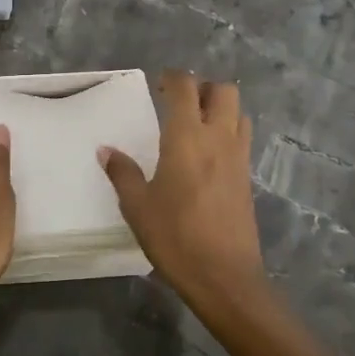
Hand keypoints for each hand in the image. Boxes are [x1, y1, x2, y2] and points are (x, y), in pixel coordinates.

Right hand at [100, 71, 264, 311]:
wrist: (224, 277)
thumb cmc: (175, 237)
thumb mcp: (138, 206)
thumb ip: (123, 173)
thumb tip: (106, 150)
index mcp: (187, 137)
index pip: (185, 88)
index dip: (172, 78)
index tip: (158, 84)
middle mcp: (218, 138)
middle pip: (223, 91)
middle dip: (203, 88)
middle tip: (180, 102)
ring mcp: (238, 158)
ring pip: (239, 113)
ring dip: (221, 109)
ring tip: (197, 125)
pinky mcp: (247, 178)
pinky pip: (242, 139)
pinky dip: (228, 133)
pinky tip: (208, 155)